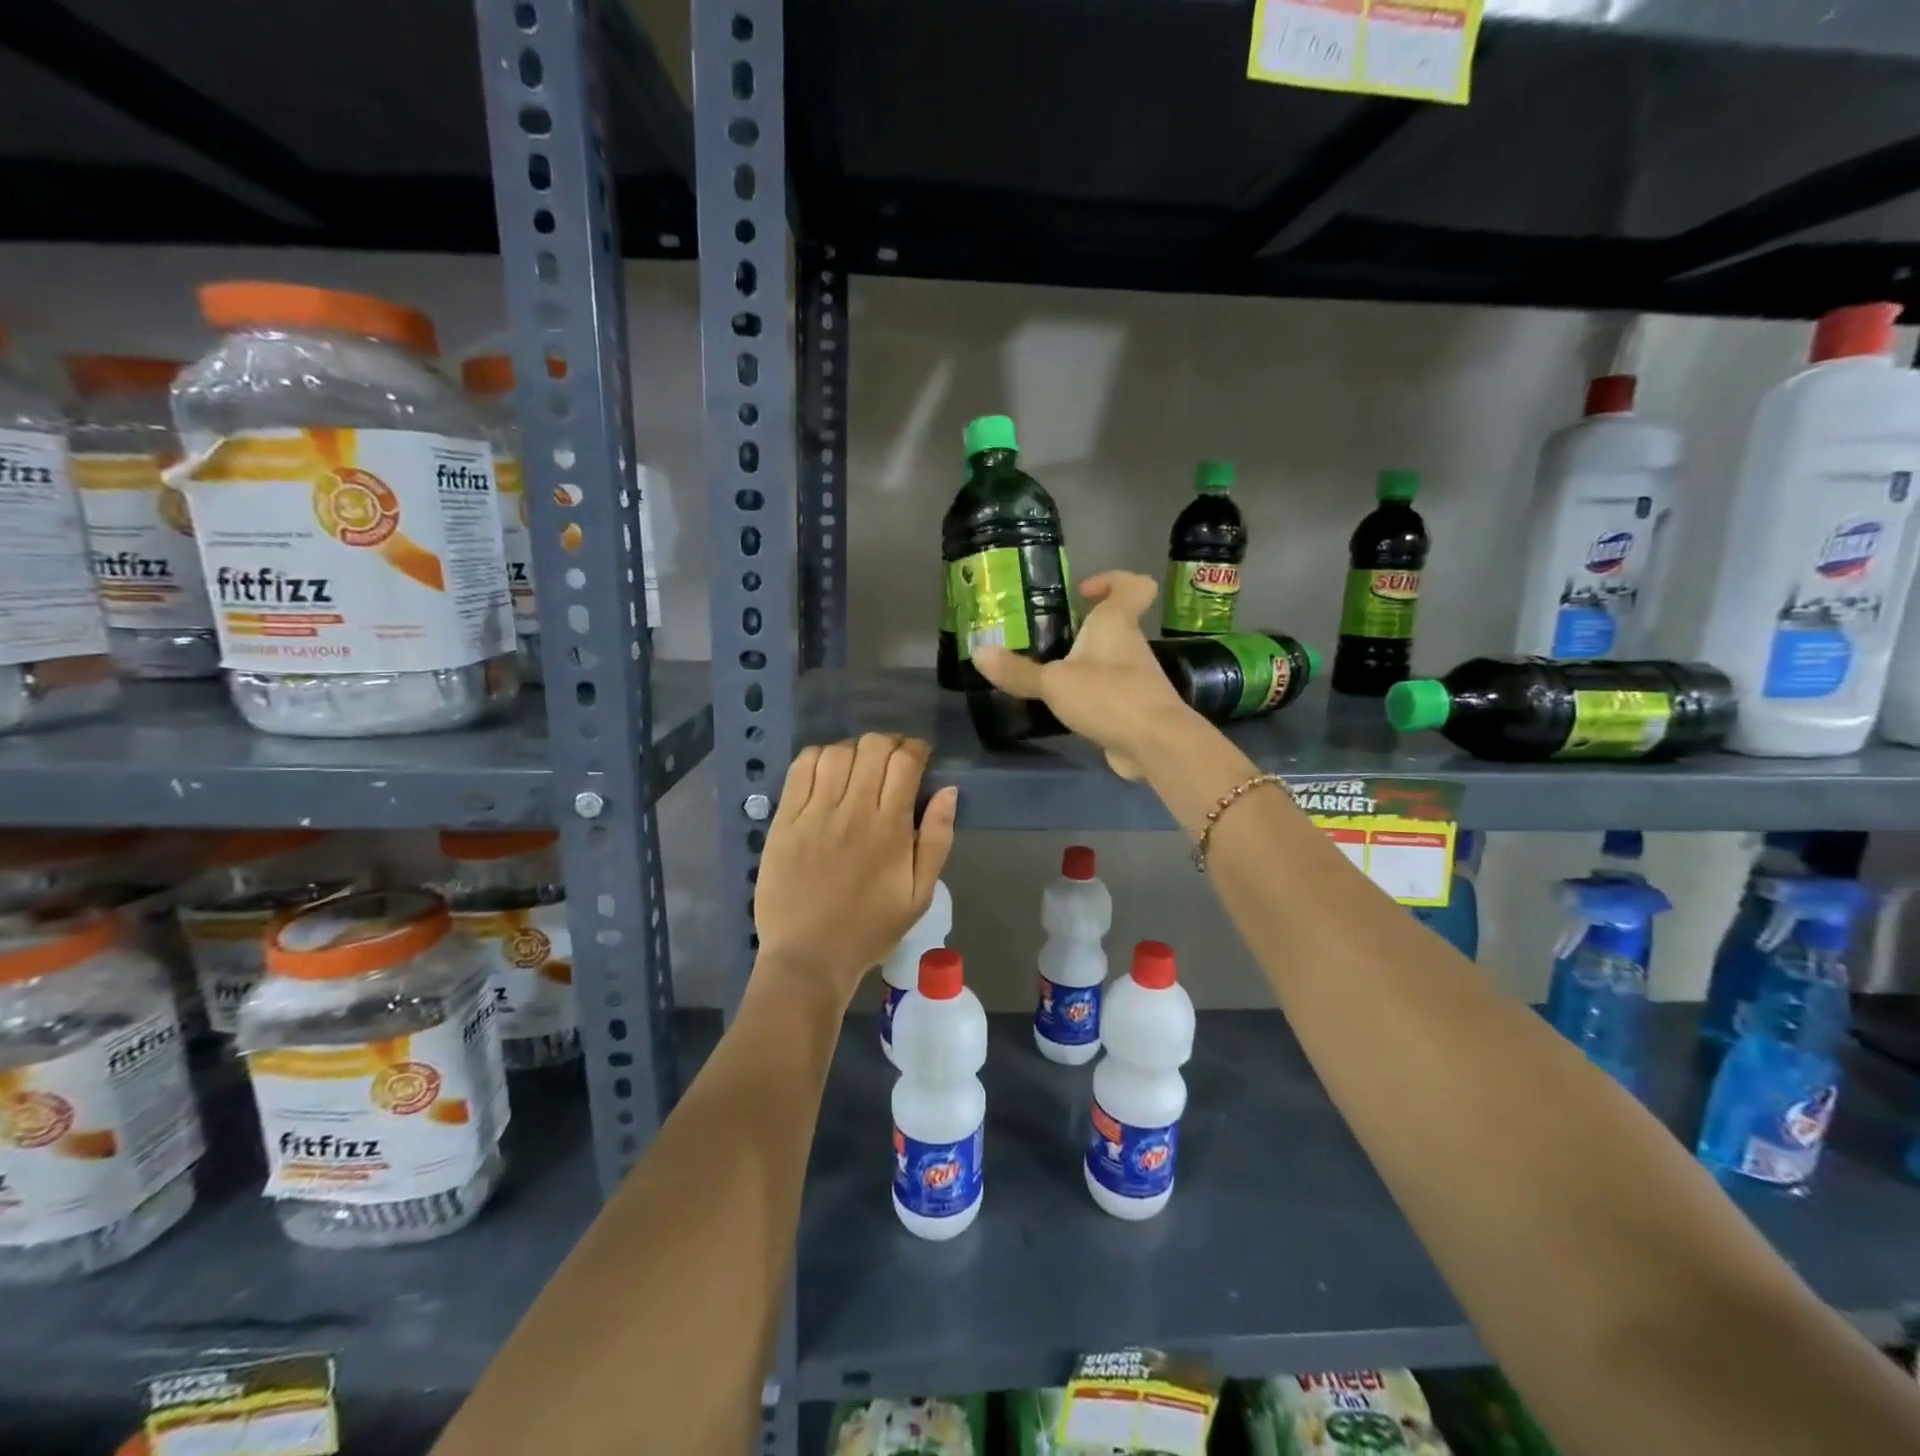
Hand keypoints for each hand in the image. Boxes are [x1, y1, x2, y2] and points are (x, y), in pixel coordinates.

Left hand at [754, 734, 958, 1004]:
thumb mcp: (920, 894)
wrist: (809, 957)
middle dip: (889, 744)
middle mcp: (853, 811)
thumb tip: (948, 791)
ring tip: (859, 766)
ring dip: (854, 750)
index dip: (916, 749)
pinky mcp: (785, 820)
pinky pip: (801, 769)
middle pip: (872, 747)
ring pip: (837, 752)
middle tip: (891, 761)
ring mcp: (814, 813)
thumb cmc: (870, 928)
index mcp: (890, 829)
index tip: (919, 758)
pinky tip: (827, 771)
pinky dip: (819, 757)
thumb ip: (938, 840)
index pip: (905, 762)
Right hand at [973, 571, 1196, 778]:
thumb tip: (978, 653)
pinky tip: (1064, 711)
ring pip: (1109, 662)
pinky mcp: (1134, 710)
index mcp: (1116, 624)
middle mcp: (1130, 646)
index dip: (1111, 581)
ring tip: (1047, 679)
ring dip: (1083, 667)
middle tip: (1046, 641)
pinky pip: (1109, 695)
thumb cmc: (1109, 696)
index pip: (1132, 586)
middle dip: (1083, 631)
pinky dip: (1090, 699)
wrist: (1156, 744)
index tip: (1082, 593)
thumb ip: (1018, 671)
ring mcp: (1136, 680)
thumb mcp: (1054, 683)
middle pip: (1113, 626)